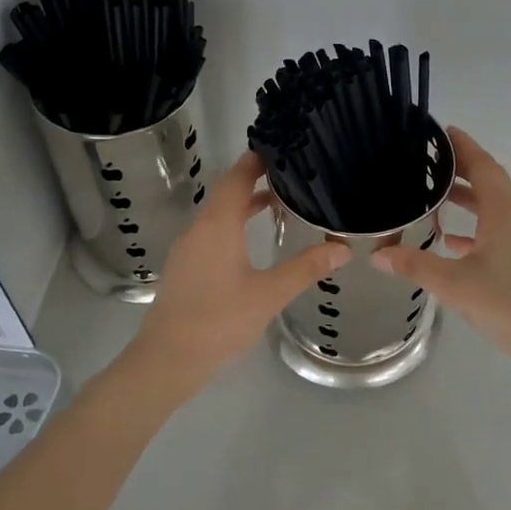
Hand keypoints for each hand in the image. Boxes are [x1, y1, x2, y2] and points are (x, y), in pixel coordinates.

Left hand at [127, 151, 349, 398]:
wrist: (167, 359)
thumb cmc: (219, 321)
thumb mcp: (269, 294)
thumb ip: (305, 268)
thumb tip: (343, 248)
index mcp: (217, 225)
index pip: (237, 177)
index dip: (258, 160)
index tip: (284, 150)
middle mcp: (199, 228)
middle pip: (227, 191)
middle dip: (256, 180)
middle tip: (291, 175)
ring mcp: (188, 248)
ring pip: (218, 213)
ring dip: (245, 204)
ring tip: (280, 204)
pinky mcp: (185, 266)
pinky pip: (212, 232)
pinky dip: (234, 224)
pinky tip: (253, 241)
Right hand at [373, 128, 510, 378]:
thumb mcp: (455, 285)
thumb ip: (416, 265)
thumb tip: (378, 255)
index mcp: (505, 210)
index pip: (482, 164)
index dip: (461, 146)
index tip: (442, 132)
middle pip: (490, 183)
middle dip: (461, 172)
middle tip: (427, 167)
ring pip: (497, 209)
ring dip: (469, 202)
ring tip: (435, 202)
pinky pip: (505, 231)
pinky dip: (480, 229)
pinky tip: (457, 246)